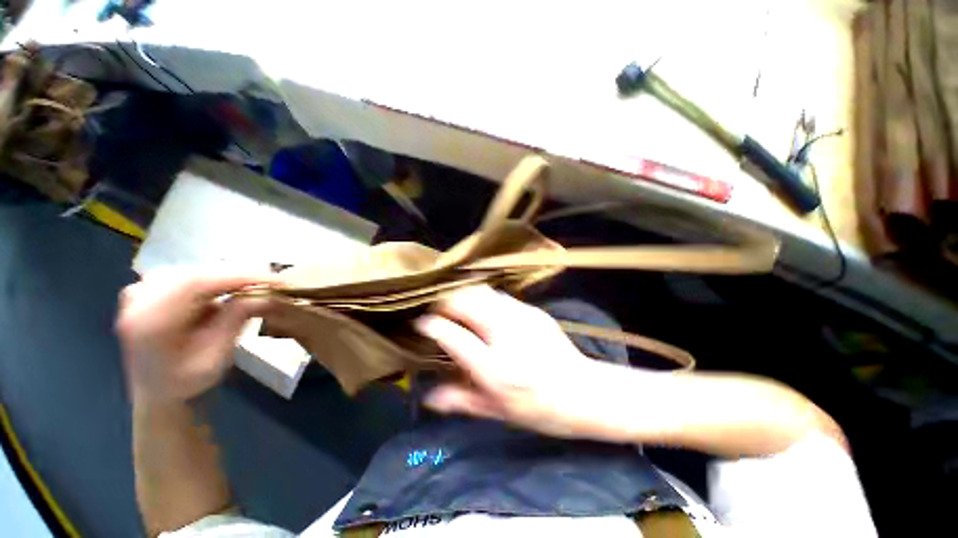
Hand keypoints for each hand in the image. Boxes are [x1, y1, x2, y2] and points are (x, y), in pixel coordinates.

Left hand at [115, 268, 276, 404]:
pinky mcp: (149, 287)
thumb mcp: (216, 357)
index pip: (197, 283)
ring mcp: (141, 290)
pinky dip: (214, 279)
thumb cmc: (186, 380)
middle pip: (198, 274)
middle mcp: (139, 299)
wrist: (156, 388)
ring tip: (255, 286)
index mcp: (150, 322)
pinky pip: (189, 274)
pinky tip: (228, 289)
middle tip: (273, 282)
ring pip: (196, 271)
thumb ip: (235, 322)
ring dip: (228, 277)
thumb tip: (268, 295)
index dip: (240, 276)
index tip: (277, 280)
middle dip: (239, 276)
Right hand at [414, 285, 608, 437]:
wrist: (584, 392)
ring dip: (463, 296)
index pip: (453, 336)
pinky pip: (499, 295)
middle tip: (437, 310)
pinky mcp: (532, 310)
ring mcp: (522, 317)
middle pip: (467, 301)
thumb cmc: (539, 408)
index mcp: (495, 368)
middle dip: (445, 301)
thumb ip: (461, 400)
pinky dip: (483, 298)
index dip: (431, 326)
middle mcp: (507, 335)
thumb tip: (429, 396)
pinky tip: (482, 309)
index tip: (421, 324)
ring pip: (482, 292)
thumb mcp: (498, 411)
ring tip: (455, 306)